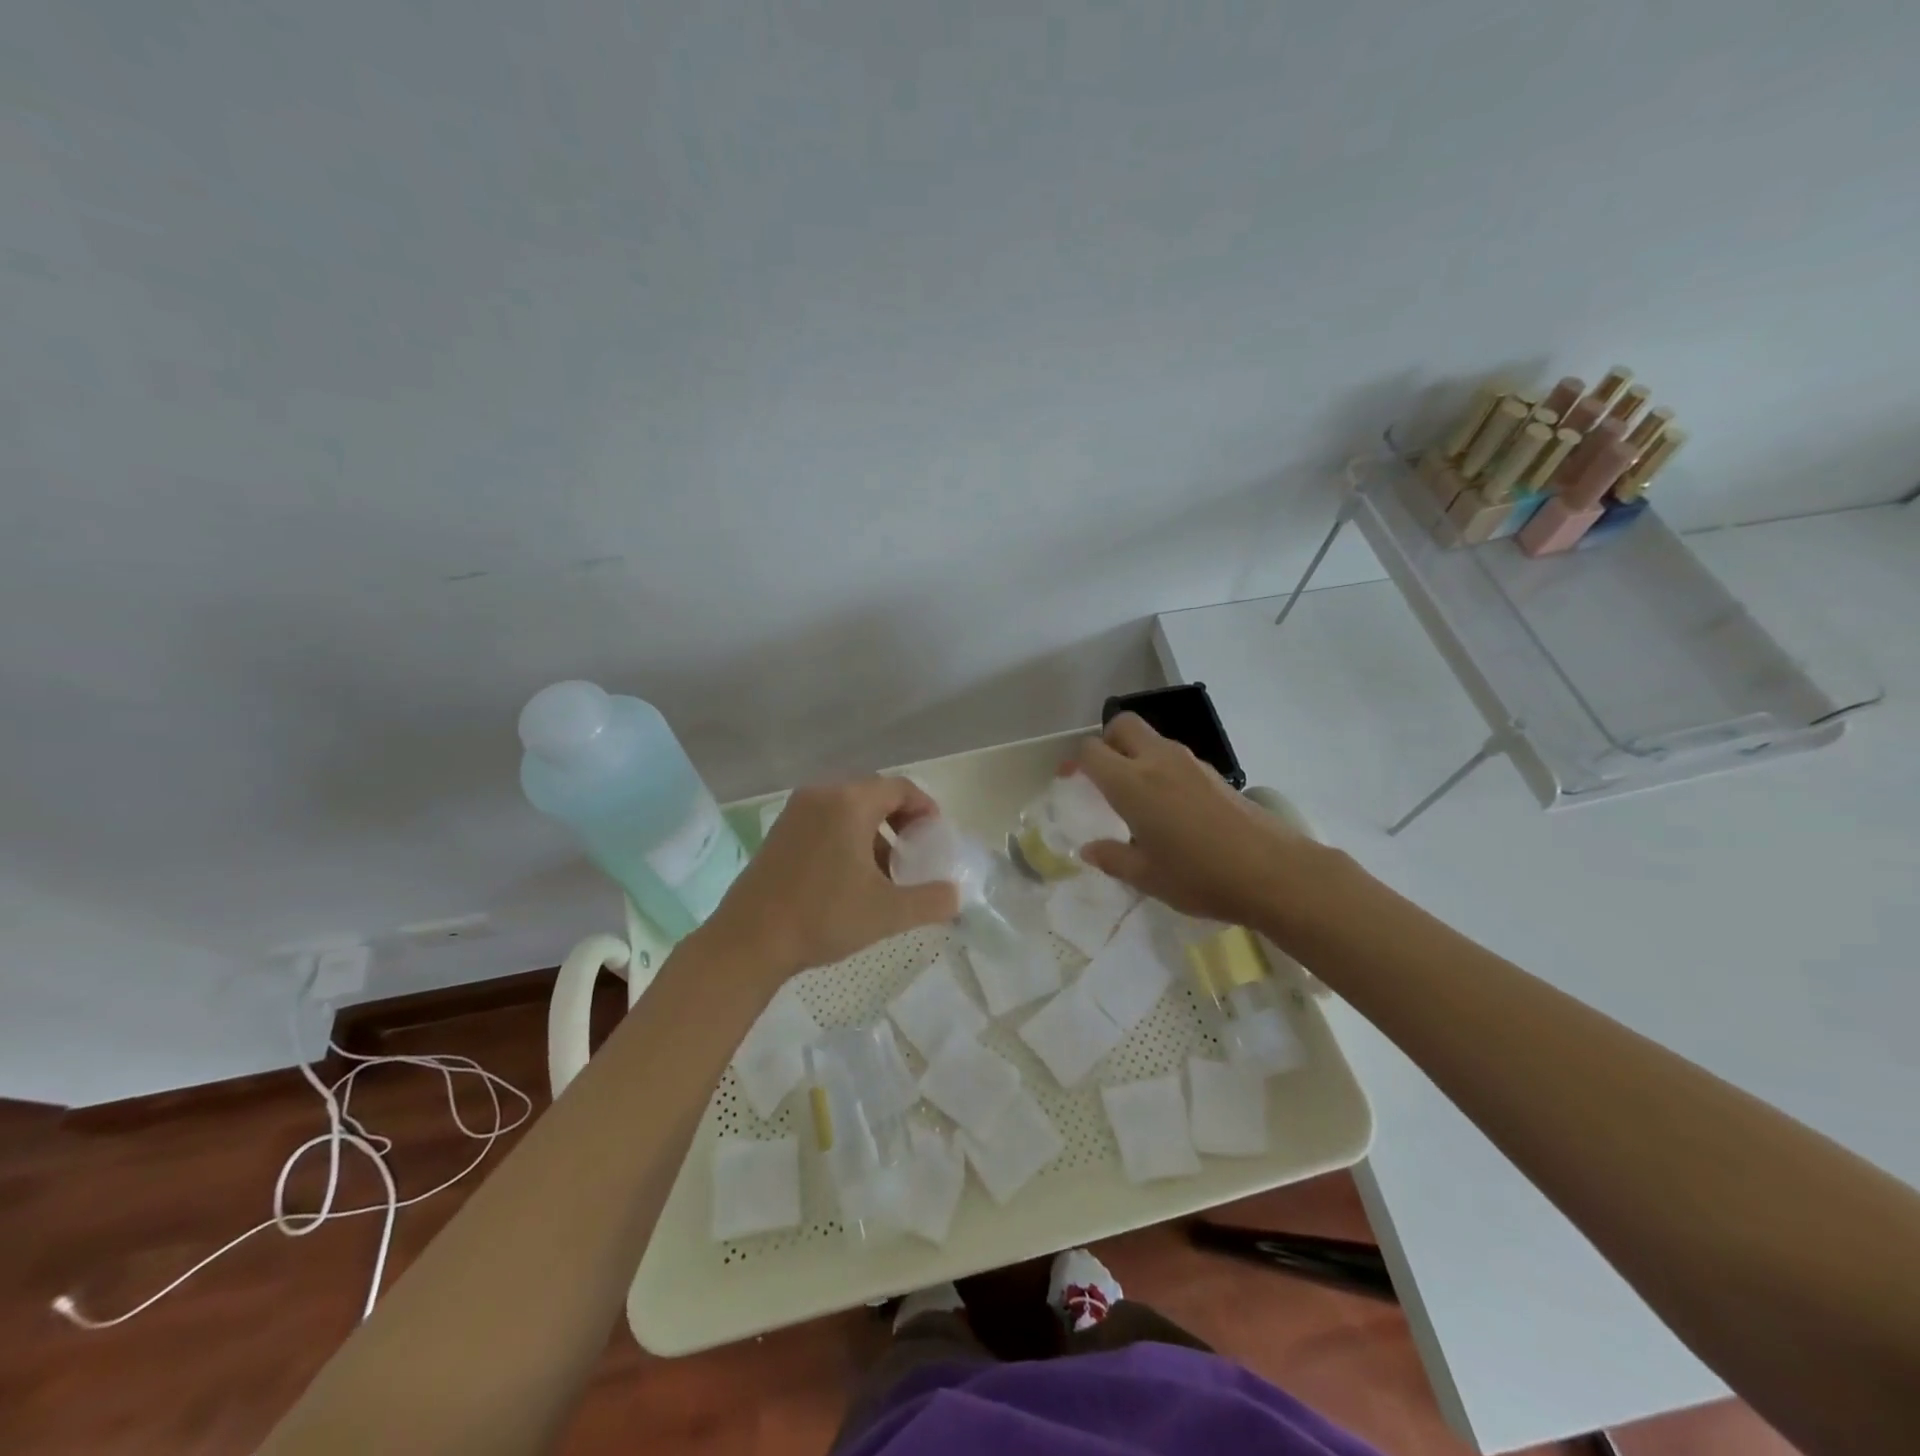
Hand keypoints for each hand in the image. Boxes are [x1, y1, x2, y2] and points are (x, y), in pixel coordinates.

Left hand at [699, 777, 960, 982]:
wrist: (748, 941)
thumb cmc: (822, 917)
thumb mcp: (887, 912)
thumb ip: (931, 900)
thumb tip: (955, 895)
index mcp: (849, 802)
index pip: (900, 788)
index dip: (925, 809)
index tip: (936, 837)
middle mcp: (821, 795)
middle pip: (874, 794)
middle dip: (900, 820)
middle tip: (914, 853)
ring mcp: (795, 811)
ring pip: (848, 809)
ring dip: (873, 831)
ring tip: (885, 871)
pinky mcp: (779, 831)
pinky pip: (825, 820)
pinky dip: (846, 836)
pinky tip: (850, 876)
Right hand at [1076, 713, 1321, 930]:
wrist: (1274, 872)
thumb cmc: (1200, 876)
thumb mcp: (1147, 877)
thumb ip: (1112, 858)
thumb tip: (1089, 849)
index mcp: (1132, 783)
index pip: (1092, 751)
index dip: (1075, 762)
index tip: (1071, 781)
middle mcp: (1158, 761)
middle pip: (1122, 725)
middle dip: (1106, 742)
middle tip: (1103, 776)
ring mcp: (1190, 763)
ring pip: (1151, 739)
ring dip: (1135, 755)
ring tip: (1136, 797)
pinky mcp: (1213, 773)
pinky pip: (1174, 757)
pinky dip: (1161, 768)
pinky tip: (1170, 807)